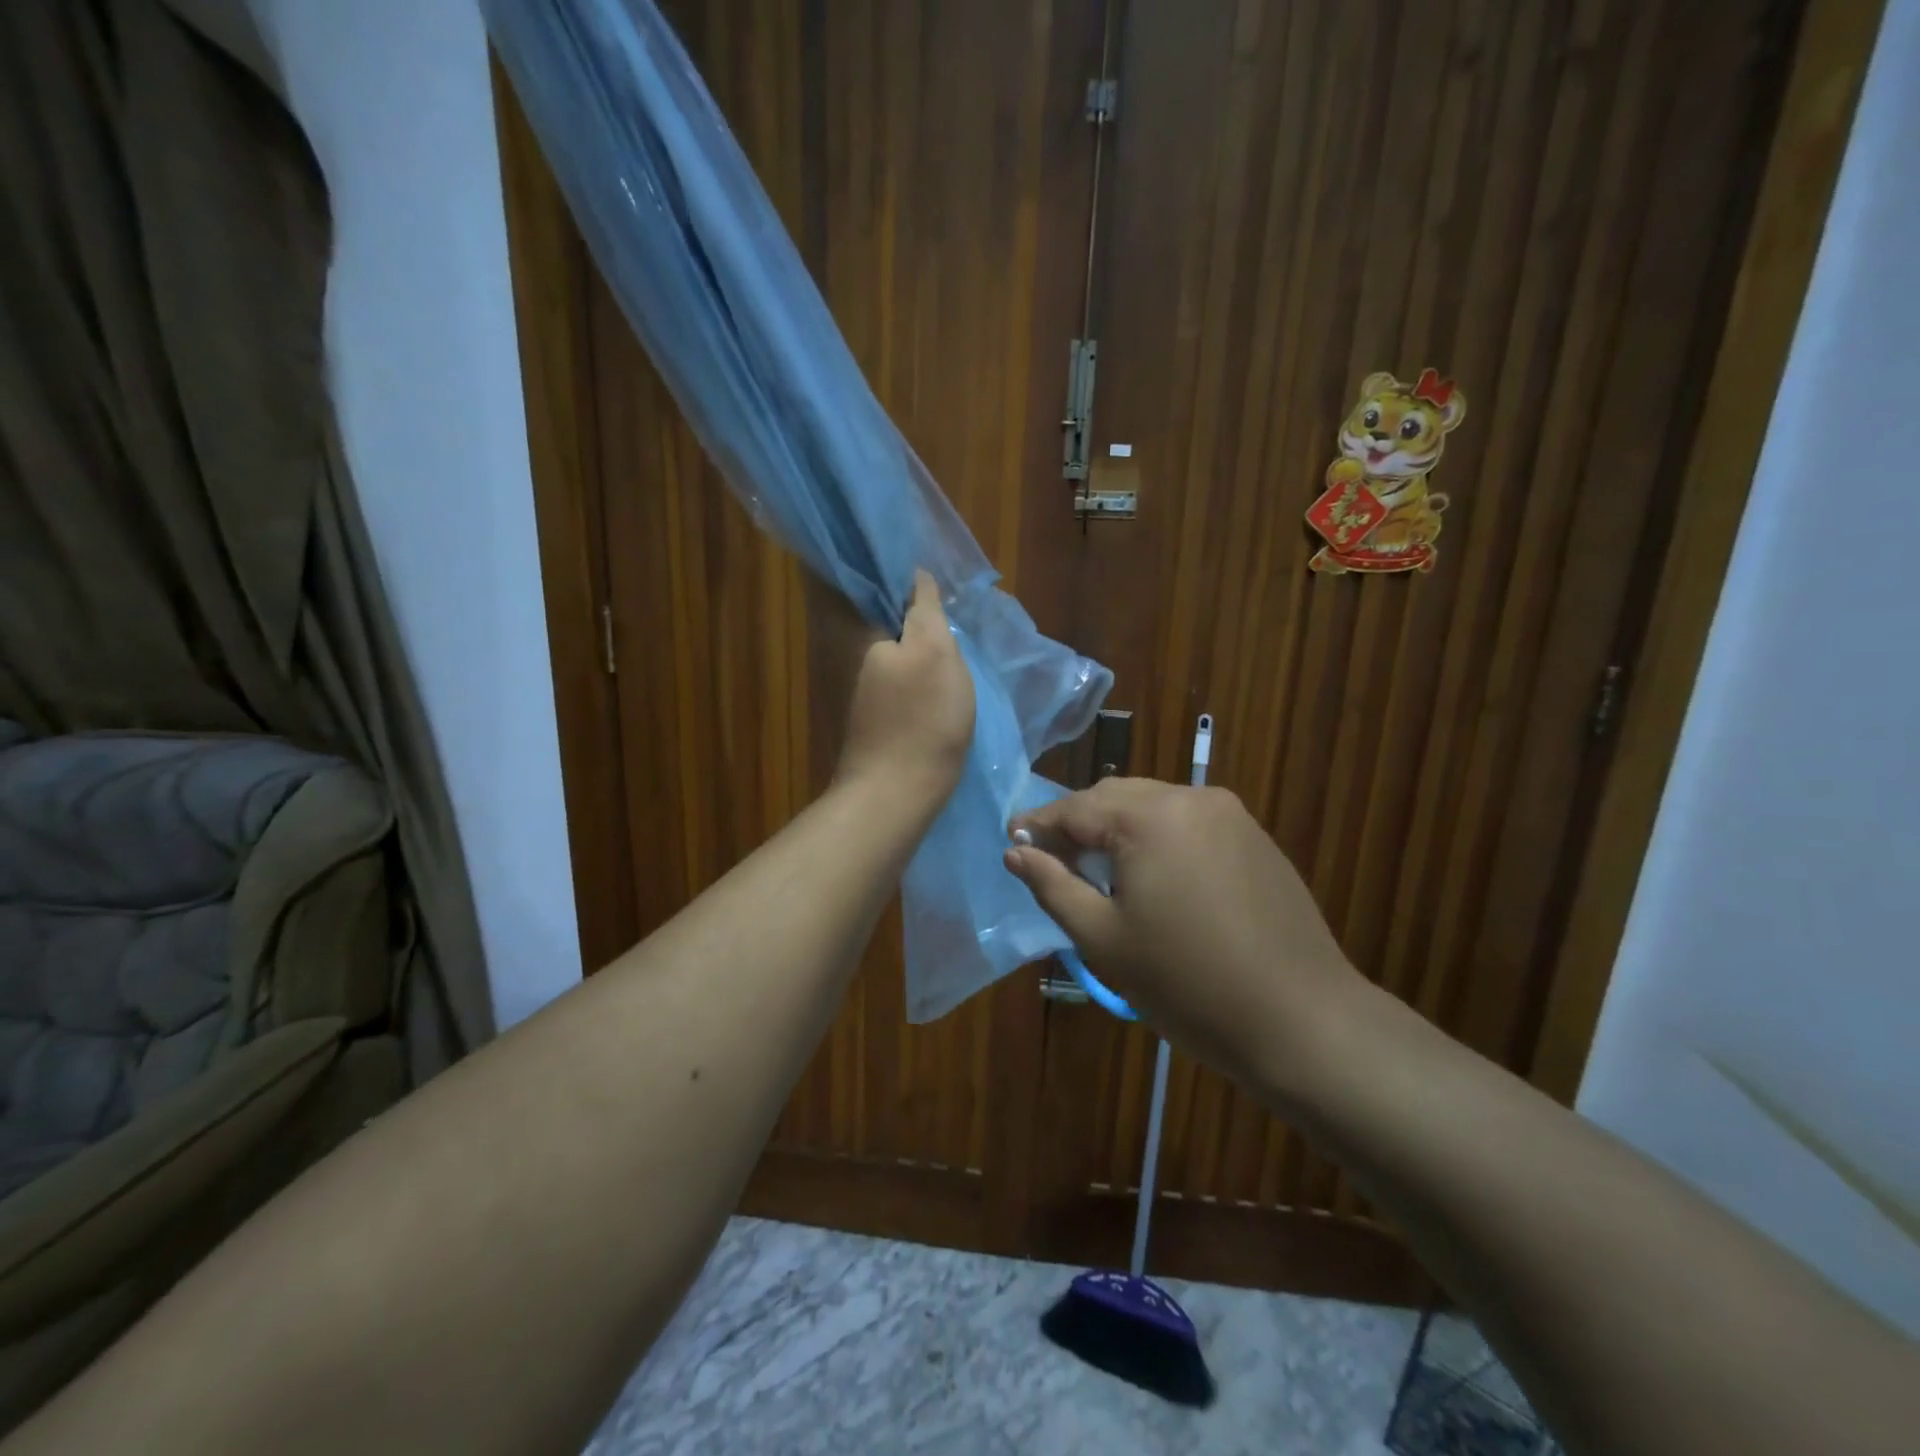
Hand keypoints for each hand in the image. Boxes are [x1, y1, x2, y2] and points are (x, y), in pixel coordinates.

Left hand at [829, 571, 974, 806]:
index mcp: (854, 628)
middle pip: (874, 609)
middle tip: (941, 592)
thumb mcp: (935, 652)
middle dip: (903, 598)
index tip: (924, 560)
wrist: (896, 792)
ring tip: (941, 620)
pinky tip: (929, 661)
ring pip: (882, 638)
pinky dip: (905, 657)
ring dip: (907, 628)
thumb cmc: (922, 718)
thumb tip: (916, 574)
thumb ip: (924, 608)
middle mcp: (843, 648)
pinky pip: (885, 666)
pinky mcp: (865, 706)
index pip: (865, 578)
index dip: (894, 567)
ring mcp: (852, 681)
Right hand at [1005, 778, 1368, 1099]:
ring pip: (1153, 807)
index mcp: (1150, 816)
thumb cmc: (1187, 984)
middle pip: (1115, 798)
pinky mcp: (1255, 838)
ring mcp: (1231, 815)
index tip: (1011, 842)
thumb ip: (1053, 886)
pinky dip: (1157, 839)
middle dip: (1078, 824)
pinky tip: (1152, 878)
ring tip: (1096, 872)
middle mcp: (1192, 798)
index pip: (1076, 807)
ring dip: (1117, 831)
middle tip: (1050, 860)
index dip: (1039, 825)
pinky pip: (1188, 824)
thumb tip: (1015, 851)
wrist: (1302, 1022)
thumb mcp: (1103, 939)